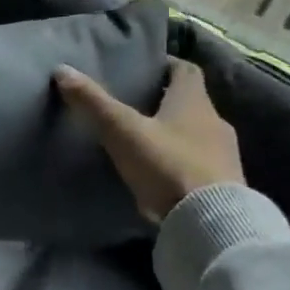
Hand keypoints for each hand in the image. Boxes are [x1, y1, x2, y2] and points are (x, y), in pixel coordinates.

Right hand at [55, 57, 243, 223]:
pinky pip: (201, 163)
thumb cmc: (167, 164)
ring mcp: (225, 155)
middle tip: (134, 105)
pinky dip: (181, 162)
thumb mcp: (122, 131)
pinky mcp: (227, 185)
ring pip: (196, 134)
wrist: (212, 224)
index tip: (144, 69)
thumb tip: (63, 69)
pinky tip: (160, 174)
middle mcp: (215, 121)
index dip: (166, 65)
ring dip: (174, 134)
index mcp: (194, 101)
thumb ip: (94, 102)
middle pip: (191, 102)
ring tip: (142, 141)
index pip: (186, 69)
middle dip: (165, 101)